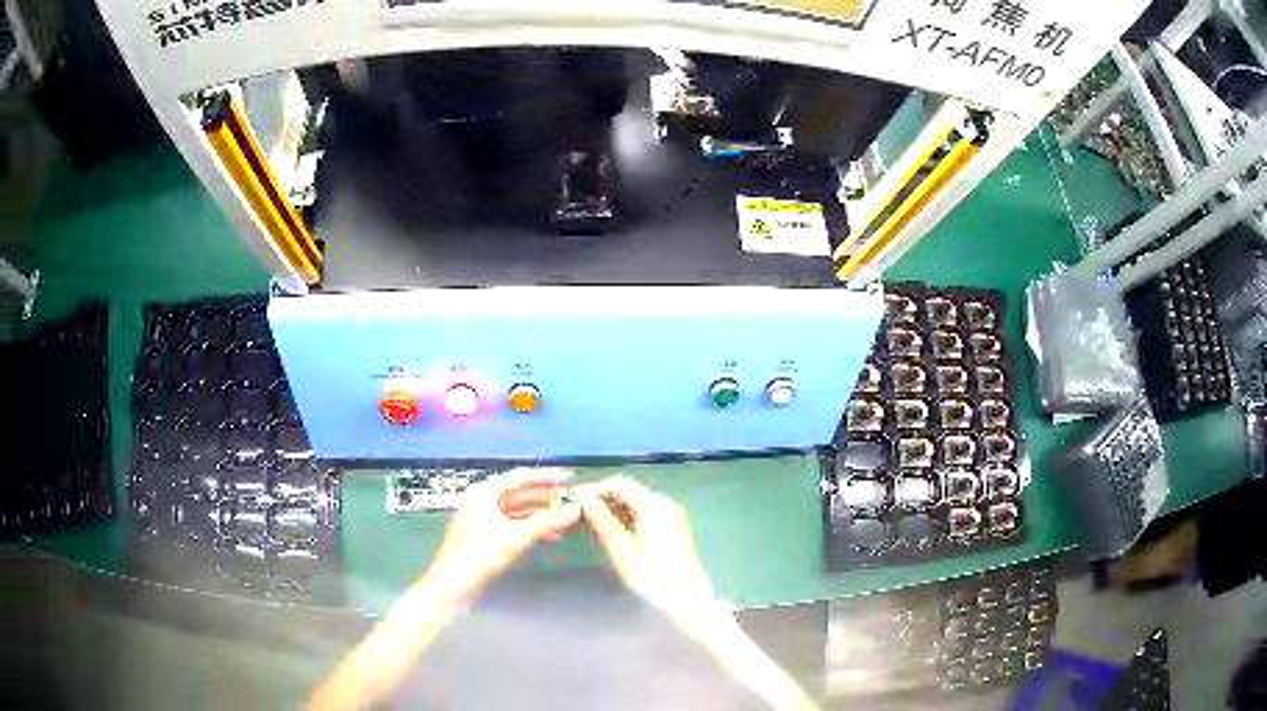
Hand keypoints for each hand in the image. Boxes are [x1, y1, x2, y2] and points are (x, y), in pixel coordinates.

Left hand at [425, 467, 580, 603]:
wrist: (452, 586)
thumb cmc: (480, 556)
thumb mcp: (516, 537)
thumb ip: (547, 522)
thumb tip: (575, 509)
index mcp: (484, 494)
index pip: (519, 477)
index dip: (546, 476)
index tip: (568, 477)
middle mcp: (482, 502)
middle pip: (518, 493)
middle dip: (544, 496)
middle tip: (569, 498)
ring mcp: (481, 520)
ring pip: (516, 511)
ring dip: (539, 514)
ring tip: (563, 519)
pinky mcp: (483, 538)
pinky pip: (511, 525)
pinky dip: (530, 528)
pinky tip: (548, 537)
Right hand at [575, 476, 715, 620]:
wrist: (688, 599)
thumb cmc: (653, 577)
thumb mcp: (623, 550)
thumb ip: (603, 522)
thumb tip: (584, 500)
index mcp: (654, 505)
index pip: (619, 484)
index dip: (594, 488)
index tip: (573, 500)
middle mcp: (665, 503)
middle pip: (629, 491)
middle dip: (603, 499)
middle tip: (578, 513)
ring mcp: (672, 515)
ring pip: (636, 502)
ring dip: (613, 508)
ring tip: (589, 523)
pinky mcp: (673, 527)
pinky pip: (645, 513)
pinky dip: (626, 517)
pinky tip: (610, 531)